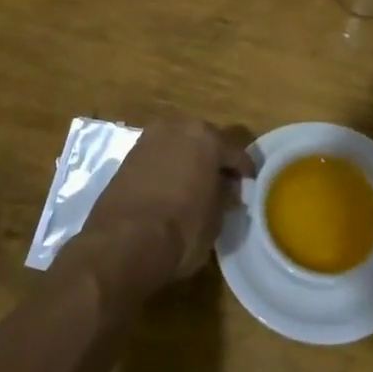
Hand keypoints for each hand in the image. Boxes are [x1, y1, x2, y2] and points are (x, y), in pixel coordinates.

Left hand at [83, 116, 253, 280]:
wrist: (122, 243)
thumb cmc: (181, 230)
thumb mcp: (216, 219)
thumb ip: (224, 197)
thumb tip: (226, 191)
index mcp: (207, 138)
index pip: (235, 152)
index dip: (245, 171)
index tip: (249, 185)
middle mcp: (177, 128)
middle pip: (204, 140)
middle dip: (214, 159)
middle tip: (221, 183)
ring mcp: (148, 139)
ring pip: (178, 145)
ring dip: (188, 160)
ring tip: (194, 185)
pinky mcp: (127, 156)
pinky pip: (158, 157)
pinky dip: (166, 168)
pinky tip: (170, 188)